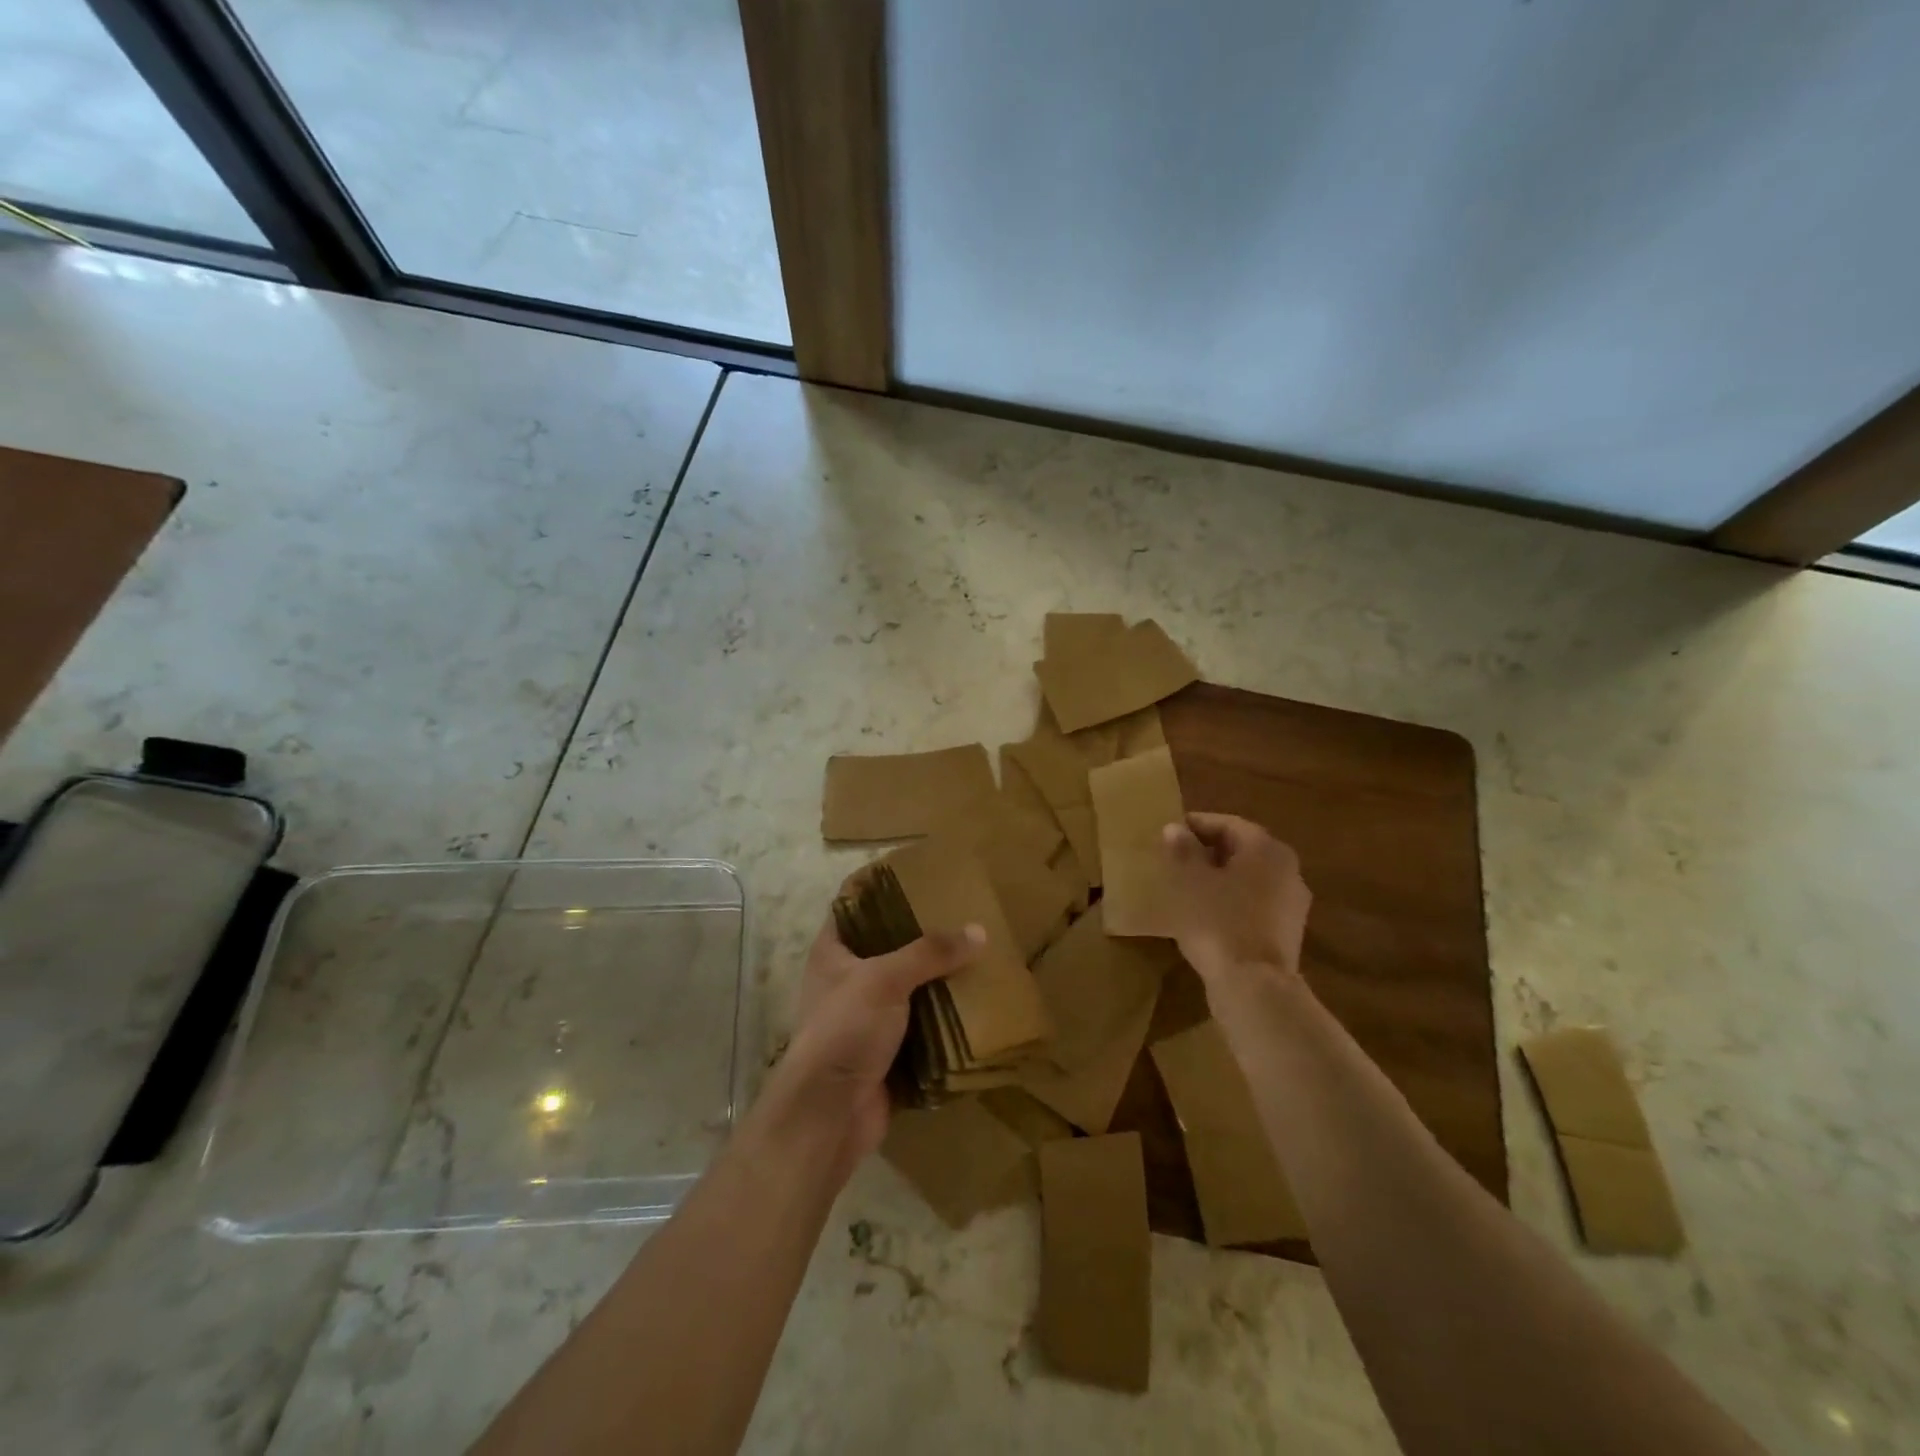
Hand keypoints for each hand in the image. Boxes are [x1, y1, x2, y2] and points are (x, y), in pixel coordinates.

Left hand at [781, 915, 984, 1162]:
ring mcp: (867, 1019)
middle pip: (888, 948)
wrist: (831, 1114)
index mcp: (833, 953)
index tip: (920, 878)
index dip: (881, 891)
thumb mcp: (885, 978)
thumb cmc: (846, 1029)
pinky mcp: (887, 1051)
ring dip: (938, 980)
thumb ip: (930, 952)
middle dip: (923, 937)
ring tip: (978, 956)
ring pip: (909, 989)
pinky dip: (944, 1019)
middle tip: (962, 916)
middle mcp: (847, 981)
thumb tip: (978, 931)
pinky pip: (922, 1027)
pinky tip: (976, 1003)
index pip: (854, 908)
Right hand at [1161, 812, 1311, 983]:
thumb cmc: (1218, 921)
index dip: (1196, 825)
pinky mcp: (1287, 932)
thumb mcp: (1190, 881)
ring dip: (1221, 878)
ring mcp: (1292, 903)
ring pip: (1250, 879)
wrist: (1253, 986)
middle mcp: (1288, 869)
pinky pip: (1254, 905)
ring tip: (1188, 888)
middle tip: (1176, 859)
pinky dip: (1232, 902)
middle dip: (1209, 852)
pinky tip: (1207, 915)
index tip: (1169, 833)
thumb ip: (1183, 850)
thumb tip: (1175, 828)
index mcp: (1266, 848)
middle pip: (1243, 850)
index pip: (1228, 824)